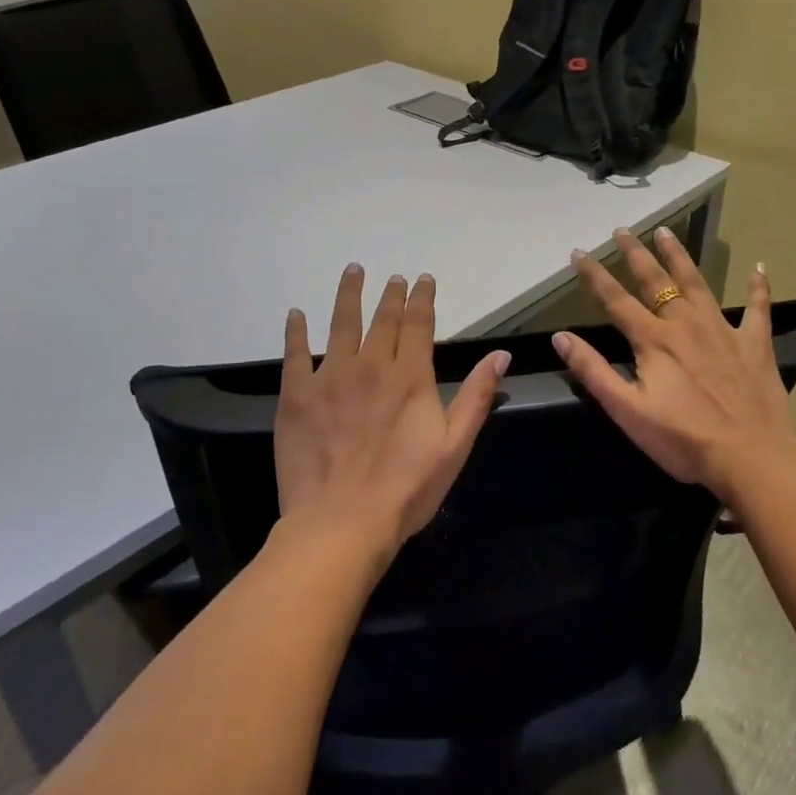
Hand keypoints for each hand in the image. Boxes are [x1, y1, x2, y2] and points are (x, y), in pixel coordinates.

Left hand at [275, 264, 509, 559]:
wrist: (343, 522)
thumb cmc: (407, 489)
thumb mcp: (455, 446)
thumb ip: (476, 396)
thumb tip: (500, 354)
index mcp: (410, 376)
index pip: (418, 324)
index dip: (422, 299)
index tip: (422, 279)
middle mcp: (370, 365)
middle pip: (382, 319)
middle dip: (391, 295)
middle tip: (394, 277)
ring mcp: (329, 377)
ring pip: (340, 324)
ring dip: (348, 295)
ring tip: (353, 272)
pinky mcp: (296, 395)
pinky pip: (295, 354)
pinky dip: (295, 332)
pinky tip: (295, 315)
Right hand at [551, 227, 795, 503]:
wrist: (753, 456)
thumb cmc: (684, 439)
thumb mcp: (628, 410)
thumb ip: (593, 371)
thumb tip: (561, 337)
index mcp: (653, 340)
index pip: (616, 300)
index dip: (594, 275)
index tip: (578, 252)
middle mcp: (685, 324)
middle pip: (656, 281)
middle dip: (635, 254)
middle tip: (622, 230)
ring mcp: (723, 330)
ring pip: (697, 283)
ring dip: (679, 256)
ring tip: (666, 232)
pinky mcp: (754, 344)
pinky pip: (758, 308)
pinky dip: (758, 287)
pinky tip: (760, 267)